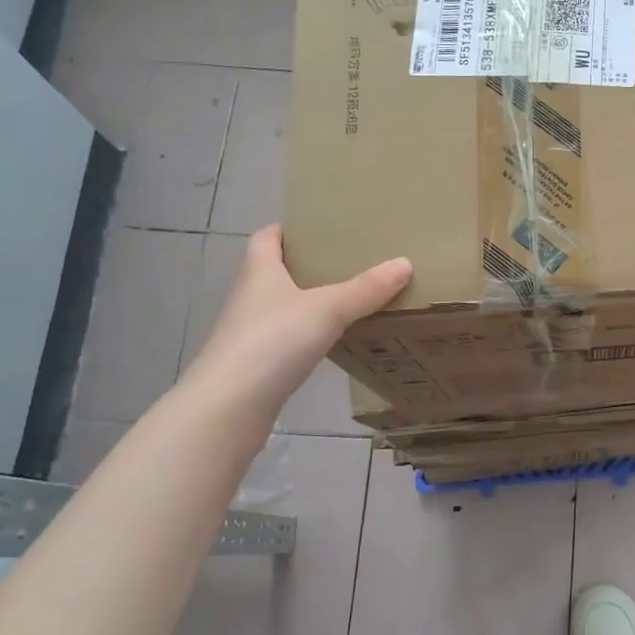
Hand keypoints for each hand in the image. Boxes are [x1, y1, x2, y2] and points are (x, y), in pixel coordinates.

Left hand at [180, 224, 410, 413]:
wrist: (230, 406)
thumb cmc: (273, 341)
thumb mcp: (328, 309)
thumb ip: (366, 289)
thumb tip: (404, 263)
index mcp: (259, 272)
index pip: (267, 238)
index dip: (288, 229)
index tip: (318, 228)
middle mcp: (249, 297)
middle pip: (275, 272)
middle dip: (306, 266)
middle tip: (346, 263)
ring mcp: (248, 334)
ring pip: (280, 308)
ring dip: (306, 304)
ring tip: (346, 301)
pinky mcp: (254, 366)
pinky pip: (284, 341)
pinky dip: (305, 337)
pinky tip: (330, 343)